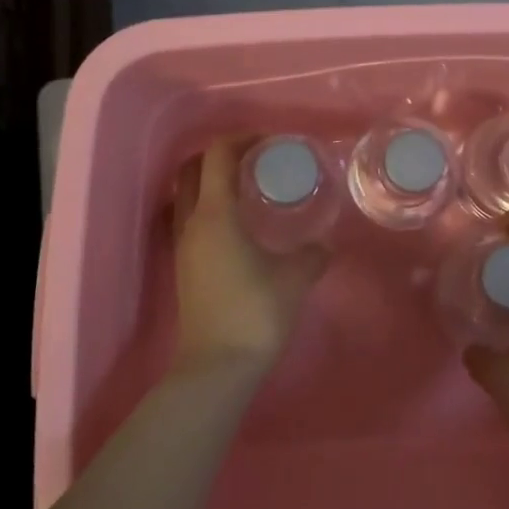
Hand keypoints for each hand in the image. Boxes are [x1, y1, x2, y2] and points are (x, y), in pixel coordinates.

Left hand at [169, 138, 327, 381]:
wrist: (217, 368)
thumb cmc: (256, 313)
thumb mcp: (295, 278)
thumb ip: (313, 253)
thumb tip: (324, 243)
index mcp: (216, 214)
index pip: (218, 155)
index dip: (242, 139)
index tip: (270, 142)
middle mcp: (192, 223)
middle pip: (192, 169)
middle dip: (221, 155)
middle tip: (256, 160)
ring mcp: (183, 246)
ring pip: (187, 195)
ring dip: (212, 181)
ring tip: (248, 188)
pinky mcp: (184, 266)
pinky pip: (190, 218)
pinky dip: (210, 206)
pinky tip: (239, 223)